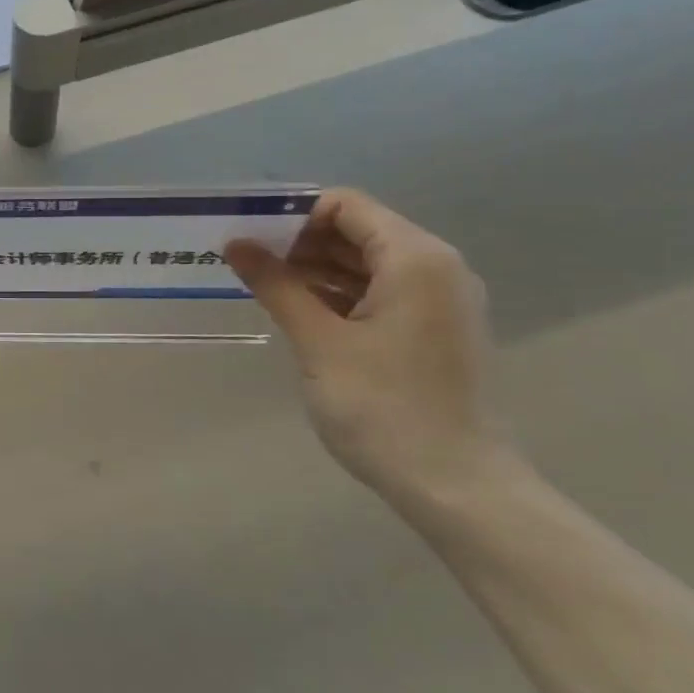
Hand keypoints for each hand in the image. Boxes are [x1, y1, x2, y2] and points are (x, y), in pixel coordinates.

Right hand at [227, 189, 507, 504]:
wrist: (457, 487)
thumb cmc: (383, 406)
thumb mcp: (318, 341)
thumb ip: (276, 284)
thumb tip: (236, 243)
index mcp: (415, 258)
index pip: (346, 205)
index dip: (294, 216)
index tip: (252, 241)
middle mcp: (436, 268)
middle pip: (358, 231)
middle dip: (301, 243)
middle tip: (250, 266)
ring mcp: (440, 302)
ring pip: (368, 264)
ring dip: (317, 270)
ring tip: (268, 290)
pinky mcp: (435, 331)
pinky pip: (381, 293)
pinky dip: (341, 296)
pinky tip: (302, 315)